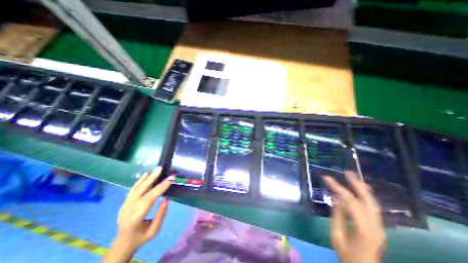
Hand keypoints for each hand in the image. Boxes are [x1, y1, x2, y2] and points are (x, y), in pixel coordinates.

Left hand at [116, 166, 174, 250]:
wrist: (122, 243)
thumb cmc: (141, 237)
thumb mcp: (154, 231)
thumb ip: (160, 215)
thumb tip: (166, 199)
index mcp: (135, 219)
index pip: (149, 200)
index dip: (160, 188)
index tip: (170, 179)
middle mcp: (127, 211)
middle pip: (141, 192)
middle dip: (153, 179)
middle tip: (161, 169)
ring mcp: (124, 206)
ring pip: (136, 189)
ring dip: (147, 178)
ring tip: (156, 169)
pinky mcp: (124, 203)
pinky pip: (132, 190)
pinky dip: (140, 181)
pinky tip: (146, 174)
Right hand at [324, 171, 385, 262]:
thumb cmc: (347, 255)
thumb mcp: (337, 235)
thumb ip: (337, 215)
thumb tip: (335, 197)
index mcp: (363, 229)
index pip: (350, 202)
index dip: (338, 188)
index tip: (326, 178)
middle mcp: (375, 226)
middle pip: (368, 200)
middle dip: (357, 184)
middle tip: (347, 172)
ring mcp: (380, 227)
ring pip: (373, 203)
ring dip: (363, 188)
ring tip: (353, 177)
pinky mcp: (378, 227)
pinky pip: (372, 207)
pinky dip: (365, 195)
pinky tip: (360, 190)